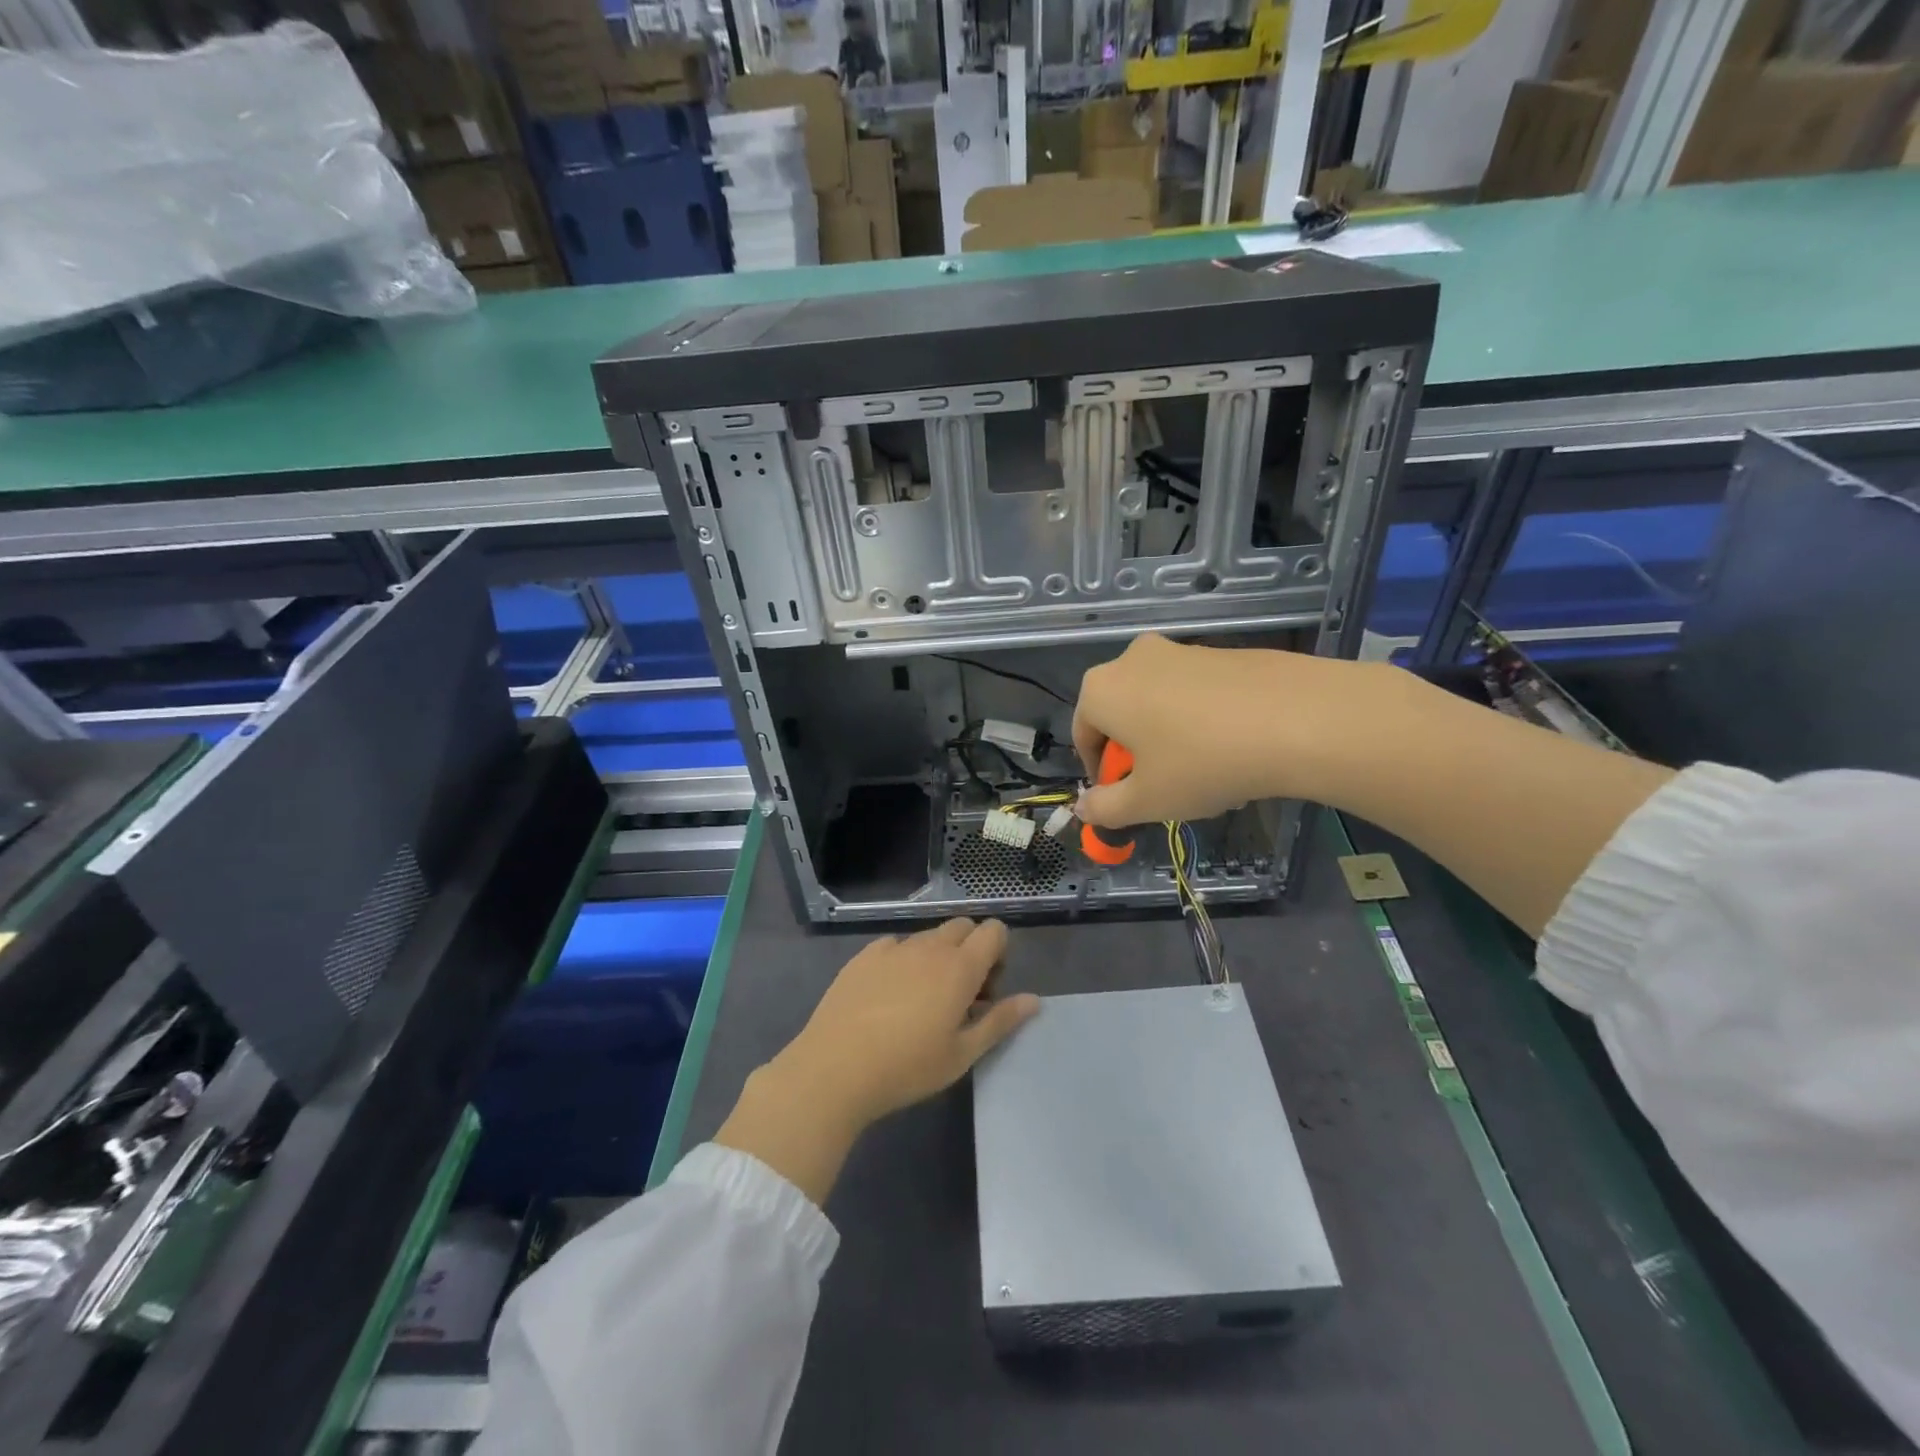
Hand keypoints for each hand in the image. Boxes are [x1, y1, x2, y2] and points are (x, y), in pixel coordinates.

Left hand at [714, 919, 1038, 1203]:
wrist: (834, 1068)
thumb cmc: (907, 1067)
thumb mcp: (962, 1054)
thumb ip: (1000, 1021)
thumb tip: (1034, 1000)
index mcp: (960, 967)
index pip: (994, 931)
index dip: (998, 953)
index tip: (987, 990)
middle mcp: (929, 946)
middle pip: (963, 926)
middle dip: (971, 950)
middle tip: (961, 995)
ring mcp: (893, 947)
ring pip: (929, 936)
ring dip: (938, 956)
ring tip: (923, 1000)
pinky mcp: (864, 955)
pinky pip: (895, 946)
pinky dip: (904, 960)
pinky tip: (889, 996)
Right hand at [1071, 632, 1404, 827]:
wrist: (1300, 719)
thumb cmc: (1203, 763)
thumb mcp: (1147, 801)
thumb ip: (1105, 809)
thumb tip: (1084, 809)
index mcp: (1102, 690)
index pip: (1083, 736)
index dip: (1099, 774)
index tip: (1124, 799)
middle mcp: (1133, 659)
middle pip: (1120, 715)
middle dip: (1135, 754)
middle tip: (1163, 787)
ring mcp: (1181, 650)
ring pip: (1158, 703)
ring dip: (1166, 738)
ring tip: (1204, 773)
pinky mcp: (1223, 651)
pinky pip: (1195, 692)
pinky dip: (1200, 720)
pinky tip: (1233, 749)